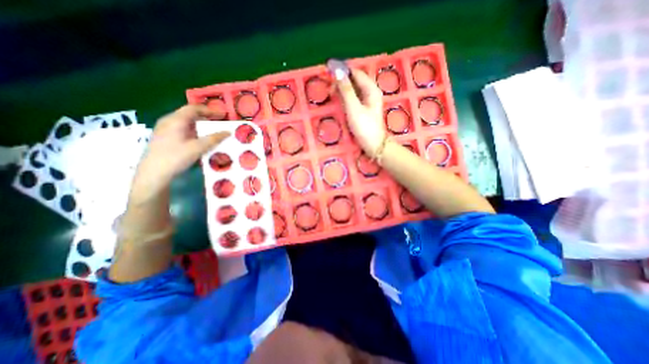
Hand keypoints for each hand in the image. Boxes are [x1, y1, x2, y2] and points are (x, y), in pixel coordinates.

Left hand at [131, 104, 230, 201]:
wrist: (154, 173)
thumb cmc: (176, 157)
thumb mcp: (198, 148)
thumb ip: (214, 139)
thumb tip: (228, 132)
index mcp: (175, 120)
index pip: (193, 108)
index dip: (209, 110)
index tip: (222, 116)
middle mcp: (168, 121)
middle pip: (189, 114)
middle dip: (206, 118)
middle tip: (219, 124)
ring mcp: (165, 129)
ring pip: (186, 123)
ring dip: (200, 126)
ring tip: (212, 133)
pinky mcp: (164, 138)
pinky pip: (182, 130)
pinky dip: (194, 132)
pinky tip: (199, 141)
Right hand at [334, 68, 383, 154]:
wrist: (374, 145)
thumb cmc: (364, 127)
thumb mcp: (353, 108)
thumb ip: (346, 90)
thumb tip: (337, 71)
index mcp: (371, 89)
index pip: (356, 73)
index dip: (343, 71)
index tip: (329, 73)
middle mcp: (371, 92)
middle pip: (354, 80)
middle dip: (341, 82)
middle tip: (329, 90)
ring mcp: (368, 101)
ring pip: (353, 89)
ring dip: (342, 90)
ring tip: (332, 95)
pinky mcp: (364, 109)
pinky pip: (353, 98)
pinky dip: (345, 98)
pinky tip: (339, 102)